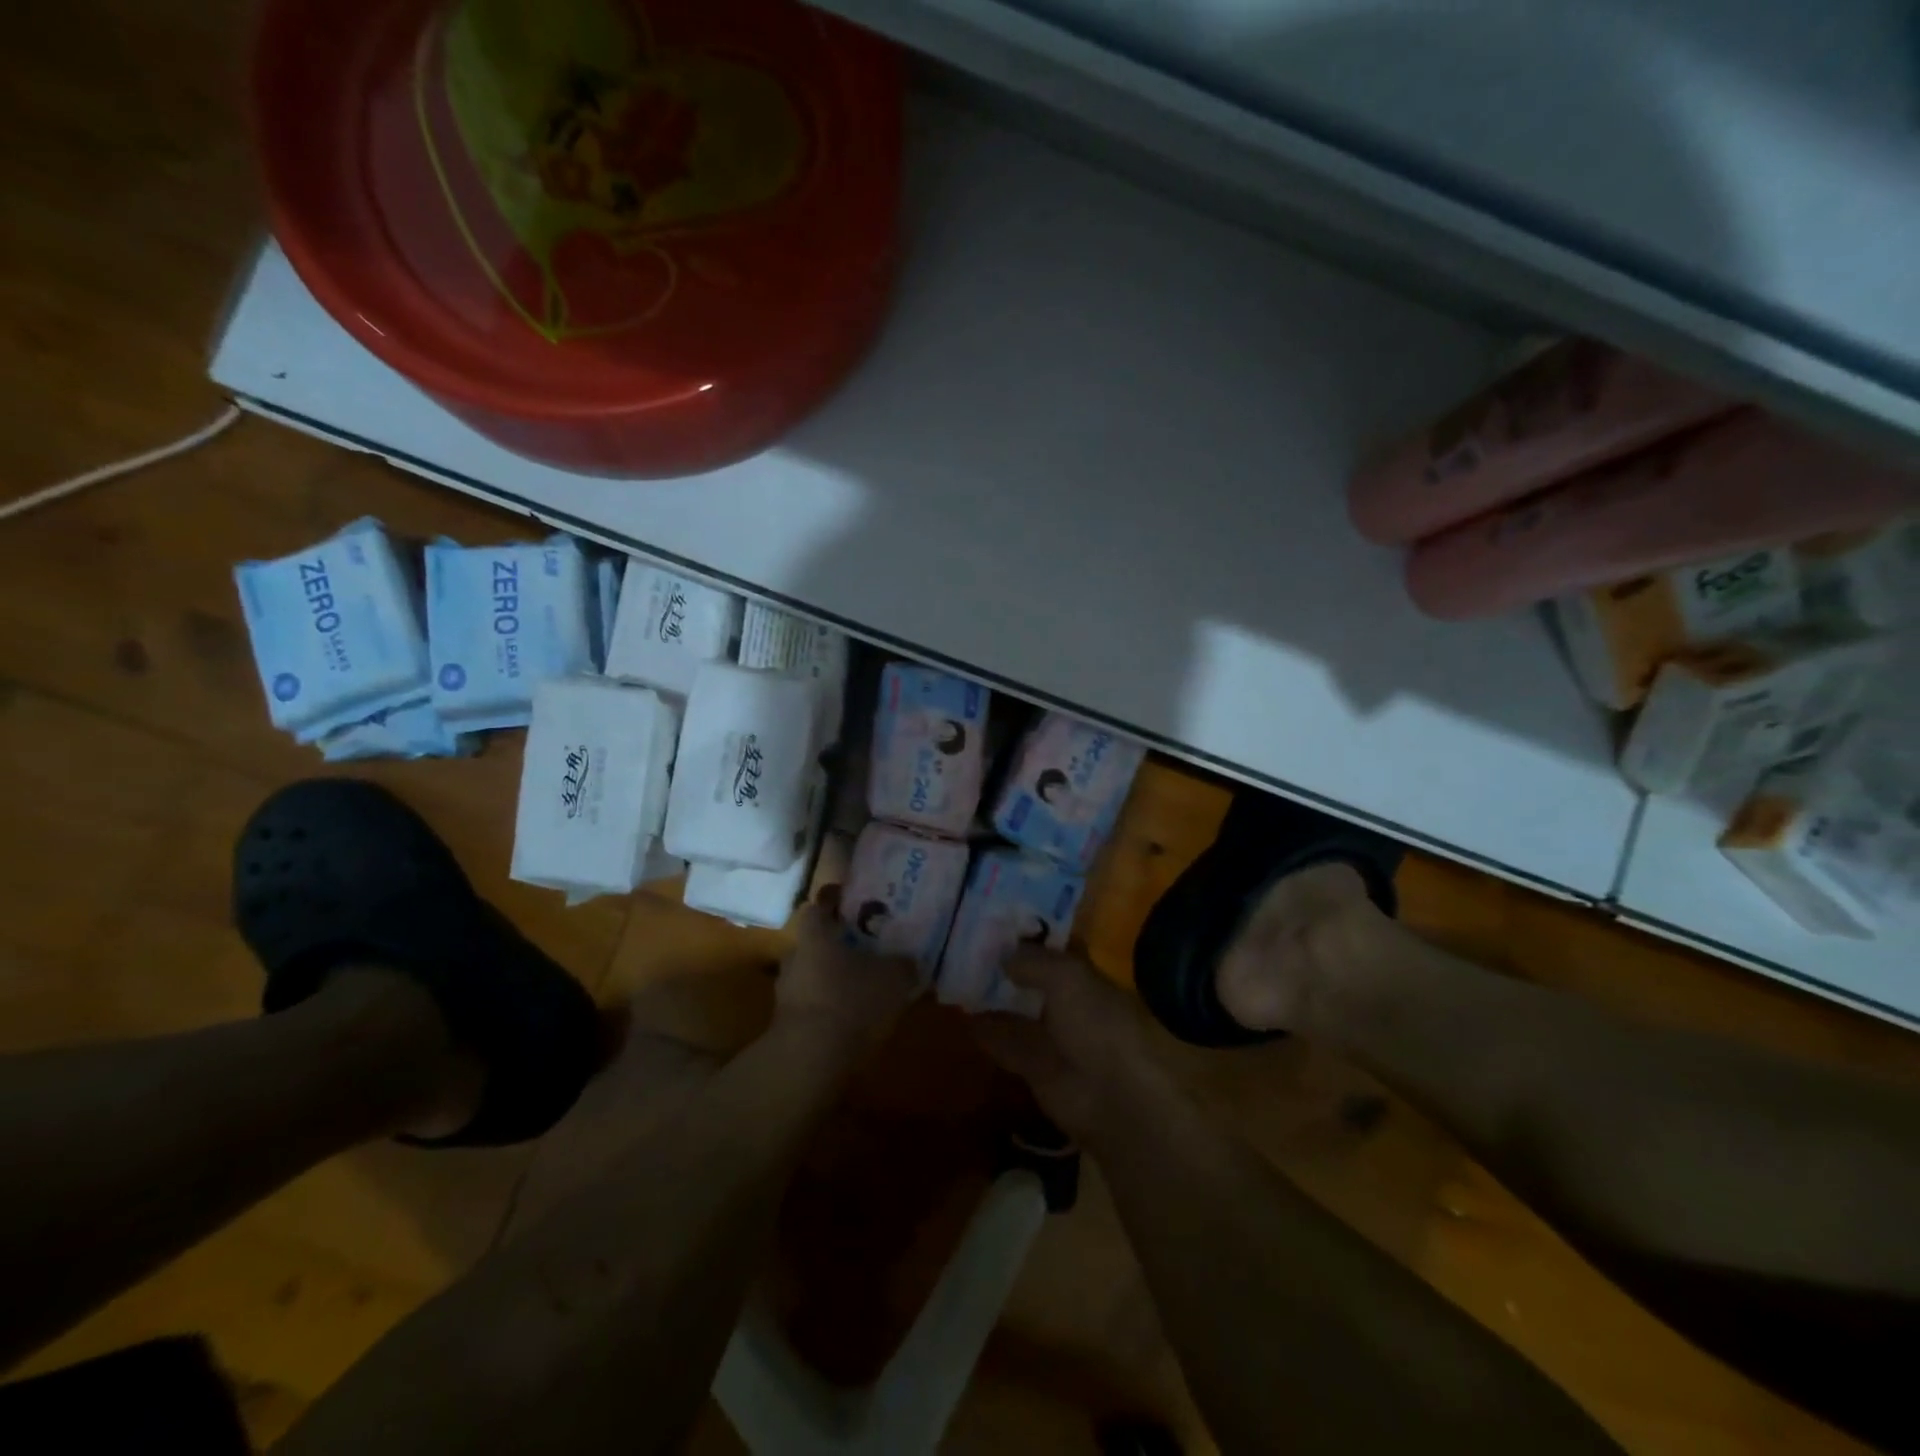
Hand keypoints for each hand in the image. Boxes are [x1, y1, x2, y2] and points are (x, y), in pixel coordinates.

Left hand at [773, 903, 919, 1058]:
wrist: (810, 1059)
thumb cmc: (851, 1000)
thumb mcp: (892, 978)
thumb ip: (902, 964)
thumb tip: (908, 960)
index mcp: (815, 936)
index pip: (817, 908)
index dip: (832, 903)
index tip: (849, 903)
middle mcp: (794, 959)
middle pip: (814, 944)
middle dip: (836, 947)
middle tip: (864, 949)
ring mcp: (786, 994)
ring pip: (812, 977)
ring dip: (832, 981)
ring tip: (862, 988)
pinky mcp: (787, 1026)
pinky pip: (812, 1007)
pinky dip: (830, 1009)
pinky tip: (853, 1019)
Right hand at [971, 949, 1170, 1143]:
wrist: (1112, 1096)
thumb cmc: (1097, 1023)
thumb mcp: (1067, 977)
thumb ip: (1033, 960)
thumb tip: (1003, 953)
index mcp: (1087, 974)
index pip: (1056, 944)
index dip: (1031, 930)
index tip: (997, 916)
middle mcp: (1069, 1000)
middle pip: (1033, 976)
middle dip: (1006, 962)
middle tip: (966, 941)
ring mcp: (1052, 1034)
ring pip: (1017, 1008)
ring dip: (992, 996)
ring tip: (954, 973)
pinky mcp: (1034, 1066)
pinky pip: (1005, 1042)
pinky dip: (985, 1031)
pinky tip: (960, 1014)